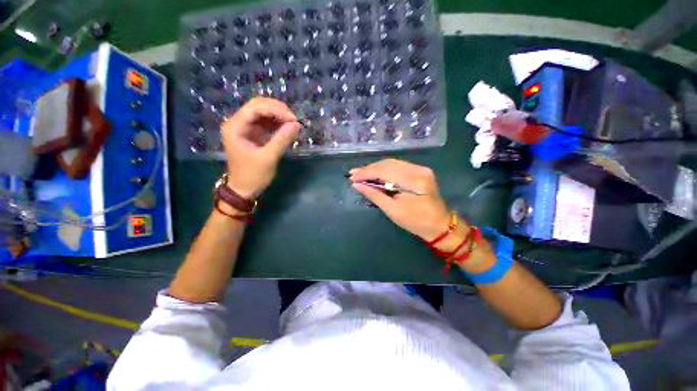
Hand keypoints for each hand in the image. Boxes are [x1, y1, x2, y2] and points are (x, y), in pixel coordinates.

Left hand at [220, 98, 300, 199]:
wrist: (244, 189)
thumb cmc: (253, 175)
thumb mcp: (268, 158)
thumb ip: (282, 140)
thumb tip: (297, 125)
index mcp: (235, 127)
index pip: (255, 108)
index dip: (276, 110)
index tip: (293, 119)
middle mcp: (238, 123)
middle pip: (258, 106)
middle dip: (278, 110)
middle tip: (294, 120)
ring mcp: (245, 128)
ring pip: (263, 112)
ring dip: (279, 116)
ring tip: (293, 124)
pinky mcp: (253, 134)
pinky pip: (266, 122)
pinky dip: (278, 124)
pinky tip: (287, 129)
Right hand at [349, 159, 450, 240]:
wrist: (439, 225)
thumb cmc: (415, 222)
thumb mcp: (393, 211)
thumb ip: (374, 195)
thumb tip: (357, 185)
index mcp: (414, 181)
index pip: (385, 171)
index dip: (366, 173)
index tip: (352, 177)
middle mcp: (418, 170)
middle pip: (388, 164)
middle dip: (369, 169)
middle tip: (354, 174)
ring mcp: (421, 168)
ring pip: (392, 163)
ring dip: (375, 168)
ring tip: (361, 173)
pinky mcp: (420, 171)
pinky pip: (398, 166)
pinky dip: (384, 169)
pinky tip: (375, 173)